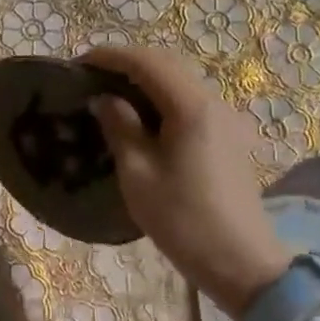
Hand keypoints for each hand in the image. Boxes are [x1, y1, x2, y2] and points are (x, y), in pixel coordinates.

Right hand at [81, 46, 291, 317]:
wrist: (242, 263)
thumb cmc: (183, 220)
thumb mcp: (138, 175)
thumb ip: (120, 128)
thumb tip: (104, 99)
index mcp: (191, 108)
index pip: (147, 62)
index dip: (111, 57)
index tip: (78, 64)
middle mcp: (213, 102)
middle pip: (167, 64)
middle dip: (127, 63)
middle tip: (91, 77)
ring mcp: (225, 119)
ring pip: (181, 81)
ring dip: (145, 79)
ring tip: (110, 95)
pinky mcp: (228, 136)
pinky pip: (190, 101)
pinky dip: (162, 97)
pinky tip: (142, 117)